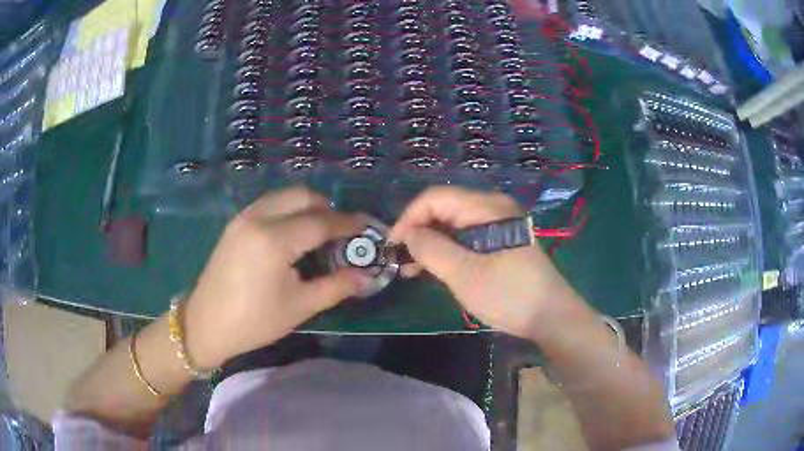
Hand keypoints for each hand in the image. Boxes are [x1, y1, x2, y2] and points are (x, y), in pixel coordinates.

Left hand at [183, 187, 366, 367]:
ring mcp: (243, 217)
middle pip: (302, 196)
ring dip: (306, 206)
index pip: (321, 222)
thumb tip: (366, 276)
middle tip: (341, 232)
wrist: (206, 325)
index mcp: (274, 240)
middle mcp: (258, 218)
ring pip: (284, 196)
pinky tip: (292, 235)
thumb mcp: (300, 307)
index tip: (367, 226)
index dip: (348, 223)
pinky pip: (269, 204)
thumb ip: (336, 286)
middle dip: (327, 208)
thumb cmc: (254, 321)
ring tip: (318, 232)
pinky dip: (287, 210)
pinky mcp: (235, 224)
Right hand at [390, 187, 579, 338]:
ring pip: (452, 224)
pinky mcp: (500, 241)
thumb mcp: (465, 274)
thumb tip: (409, 235)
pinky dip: (446, 250)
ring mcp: (498, 224)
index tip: (392, 245)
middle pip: (444, 208)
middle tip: (400, 260)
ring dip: (430, 243)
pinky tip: (432, 268)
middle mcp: (492, 208)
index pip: (435, 197)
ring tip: (411, 269)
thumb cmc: (509, 295)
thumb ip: (432, 249)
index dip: (409, 217)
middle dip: (418, 231)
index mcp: (486, 207)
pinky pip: (465, 237)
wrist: (551, 316)